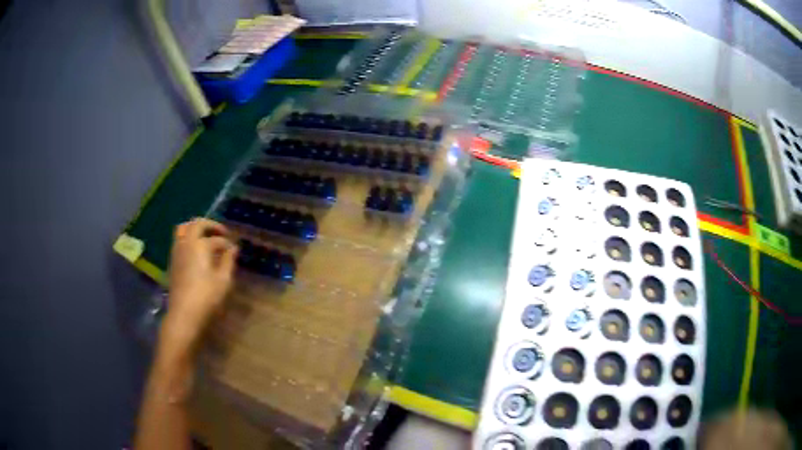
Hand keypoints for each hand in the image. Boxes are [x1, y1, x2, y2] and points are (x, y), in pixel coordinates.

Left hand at [162, 218, 237, 349]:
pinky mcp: (172, 262)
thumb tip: (233, 248)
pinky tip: (196, 251)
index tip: (234, 250)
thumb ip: (228, 261)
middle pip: (196, 224)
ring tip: (205, 237)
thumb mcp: (223, 281)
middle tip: (221, 232)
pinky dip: (188, 238)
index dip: (227, 243)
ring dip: (195, 229)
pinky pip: (179, 240)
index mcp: (200, 245)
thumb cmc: (207, 298)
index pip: (216, 239)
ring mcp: (177, 252)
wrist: (184, 315)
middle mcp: (186, 243)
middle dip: (210, 226)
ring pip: (183, 229)